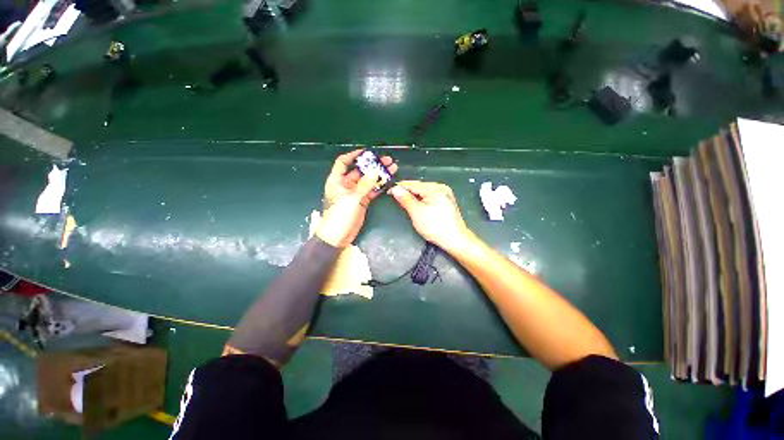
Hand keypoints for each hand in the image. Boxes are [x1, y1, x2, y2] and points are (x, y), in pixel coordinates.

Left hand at [317, 150, 397, 247]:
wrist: (337, 237)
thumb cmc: (339, 216)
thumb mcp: (351, 199)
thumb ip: (364, 185)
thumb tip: (375, 172)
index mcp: (337, 181)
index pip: (343, 162)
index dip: (354, 155)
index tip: (367, 152)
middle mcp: (346, 185)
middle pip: (360, 171)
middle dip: (373, 165)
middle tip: (387, 160)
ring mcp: (355, 194)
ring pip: (368, 181)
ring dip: (379, 175)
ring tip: (392, 168)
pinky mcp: (362, 202)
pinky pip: (371, 191)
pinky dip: (379, 187)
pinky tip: (388, 181)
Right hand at [388, 181, 471, 251]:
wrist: (455, 240)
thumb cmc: (435, 226)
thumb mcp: (417, 213)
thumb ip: (405, 199)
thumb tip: (395, 188)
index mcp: (435, 188)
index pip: (413, 184)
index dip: (399, 187)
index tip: (388, 191)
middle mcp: (441, 187)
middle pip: (419, 186)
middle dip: (406, 191)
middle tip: (394, 197)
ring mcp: (445, 194)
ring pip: (424, 192)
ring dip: (413, 196)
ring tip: (403, 201)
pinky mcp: (446, 201)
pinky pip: (429, 196)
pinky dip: (421, 199)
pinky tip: (416, 204)